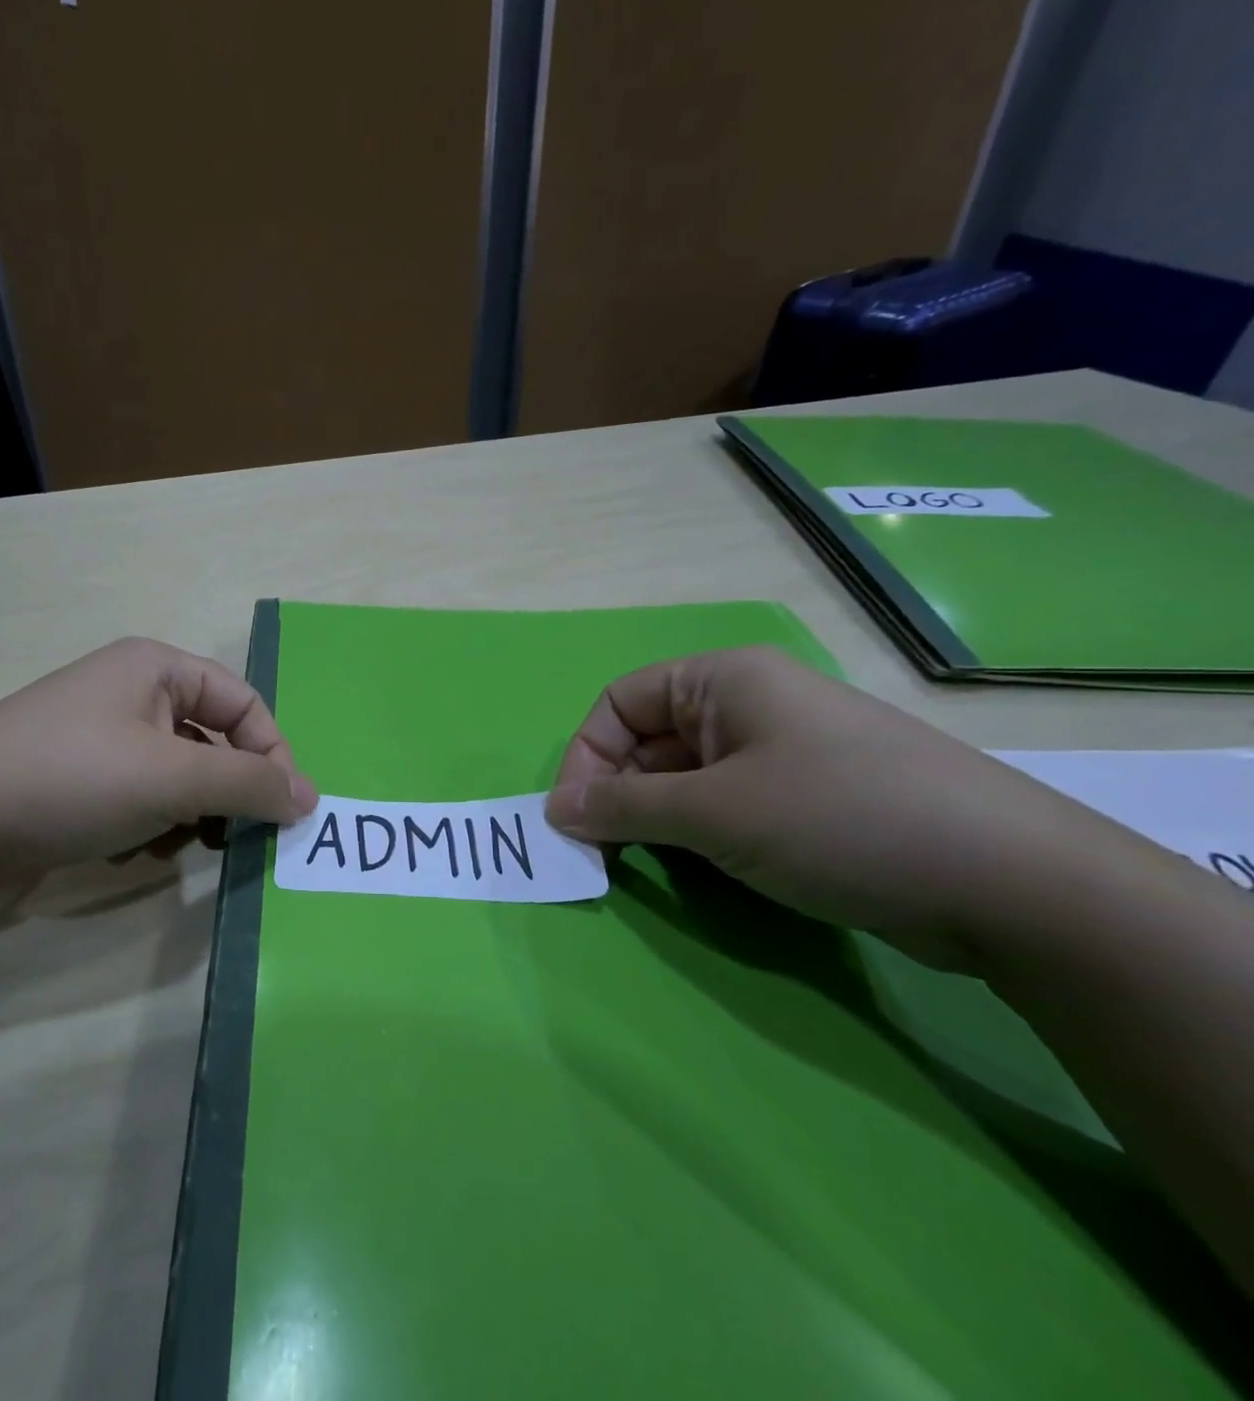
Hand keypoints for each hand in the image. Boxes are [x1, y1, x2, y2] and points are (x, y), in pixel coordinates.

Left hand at [0, 637, 317, 880]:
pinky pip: (143, 799)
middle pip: (213, 742)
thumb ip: (248, 784)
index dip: (271, 754)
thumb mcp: (172, 777)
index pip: (244, 704)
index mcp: (157, 669)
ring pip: (180, 778)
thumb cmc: (72, 777)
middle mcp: (134, 694)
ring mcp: (105, 739)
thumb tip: (310, 796)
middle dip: (224, 792)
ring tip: (167, 842)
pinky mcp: (83, 780)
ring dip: (187, 816)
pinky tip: (127, 849)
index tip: (286, 811)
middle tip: (230, 836)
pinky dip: (149, 826)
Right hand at [542, 645, 1163, 970]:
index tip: (574, 820)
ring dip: (655, 819)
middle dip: (617, 794)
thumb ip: (622, 808)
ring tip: (649, 866)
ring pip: (685, 777)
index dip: (586, 758)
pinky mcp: (806, 798)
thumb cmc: (837, 818)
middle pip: (649, 740)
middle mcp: (747, 704)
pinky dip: (697, 834)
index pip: (619, 704)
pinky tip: (703, 868)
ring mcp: (781, 752)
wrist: (1012, 884)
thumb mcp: (713, 813)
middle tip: (603, 854)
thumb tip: (552, 812)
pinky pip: (724, 804)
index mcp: (722, 680)